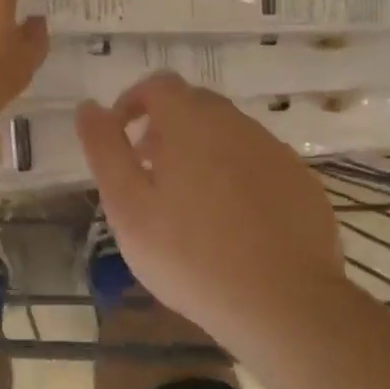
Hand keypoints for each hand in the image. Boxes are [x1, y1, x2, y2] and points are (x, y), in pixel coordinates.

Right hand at [76, 74, 346, 342]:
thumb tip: (88, 107)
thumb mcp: (128, 206)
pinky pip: (258, 162)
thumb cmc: (190, 255)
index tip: (121, 138)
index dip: (132, 103)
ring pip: (229, 134)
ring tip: (187, 202)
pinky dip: (236, 175)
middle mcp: (237, 124)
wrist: (283, 303)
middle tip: (149, 171)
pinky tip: (232, 221)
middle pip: (195, 105)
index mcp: (192, 122)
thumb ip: (105, 150)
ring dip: (201, 150)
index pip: (158, 85)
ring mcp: (275, 152)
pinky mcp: (301, 182)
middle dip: (165, 127)